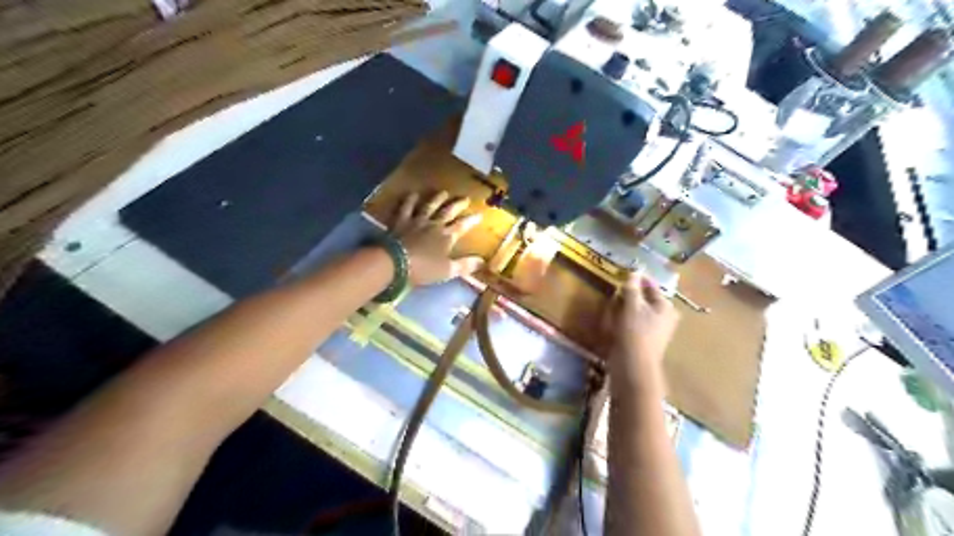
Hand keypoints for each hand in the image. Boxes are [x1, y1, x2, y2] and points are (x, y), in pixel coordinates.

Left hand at [387, 190, 484, 286]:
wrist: (395, 263)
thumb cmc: (423, 269)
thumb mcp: (448, 271)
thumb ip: (465, 265)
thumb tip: (483, 261)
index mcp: (447, 237)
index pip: (463, 226)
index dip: (472, 220)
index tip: (480, 214)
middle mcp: (434, 225)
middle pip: (448, 211)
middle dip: (458, 204)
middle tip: (465, 198)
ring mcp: (417, 221)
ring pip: (429, 206)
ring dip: (437, 199)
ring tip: (444, 192)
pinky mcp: (401, 221)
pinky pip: (406, 208)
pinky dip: (410, 200)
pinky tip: (412, 194)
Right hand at [611, 275, 677, 373]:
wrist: (633, 367)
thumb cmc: (635, 333)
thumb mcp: (632, 306)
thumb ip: (632, 288)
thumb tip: (634, 270)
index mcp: (665, 307)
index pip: (651, 286)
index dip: (638, 279)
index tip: (624, 272)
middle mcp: (664, 317)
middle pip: (645, 299)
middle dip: (630, 294)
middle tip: (616, 289)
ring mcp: (655, 330)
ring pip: (638, 311)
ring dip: (625, 306)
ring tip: (612, 303)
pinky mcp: (644, 340)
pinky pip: (633, 323)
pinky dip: (624, 318)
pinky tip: (614, 319)